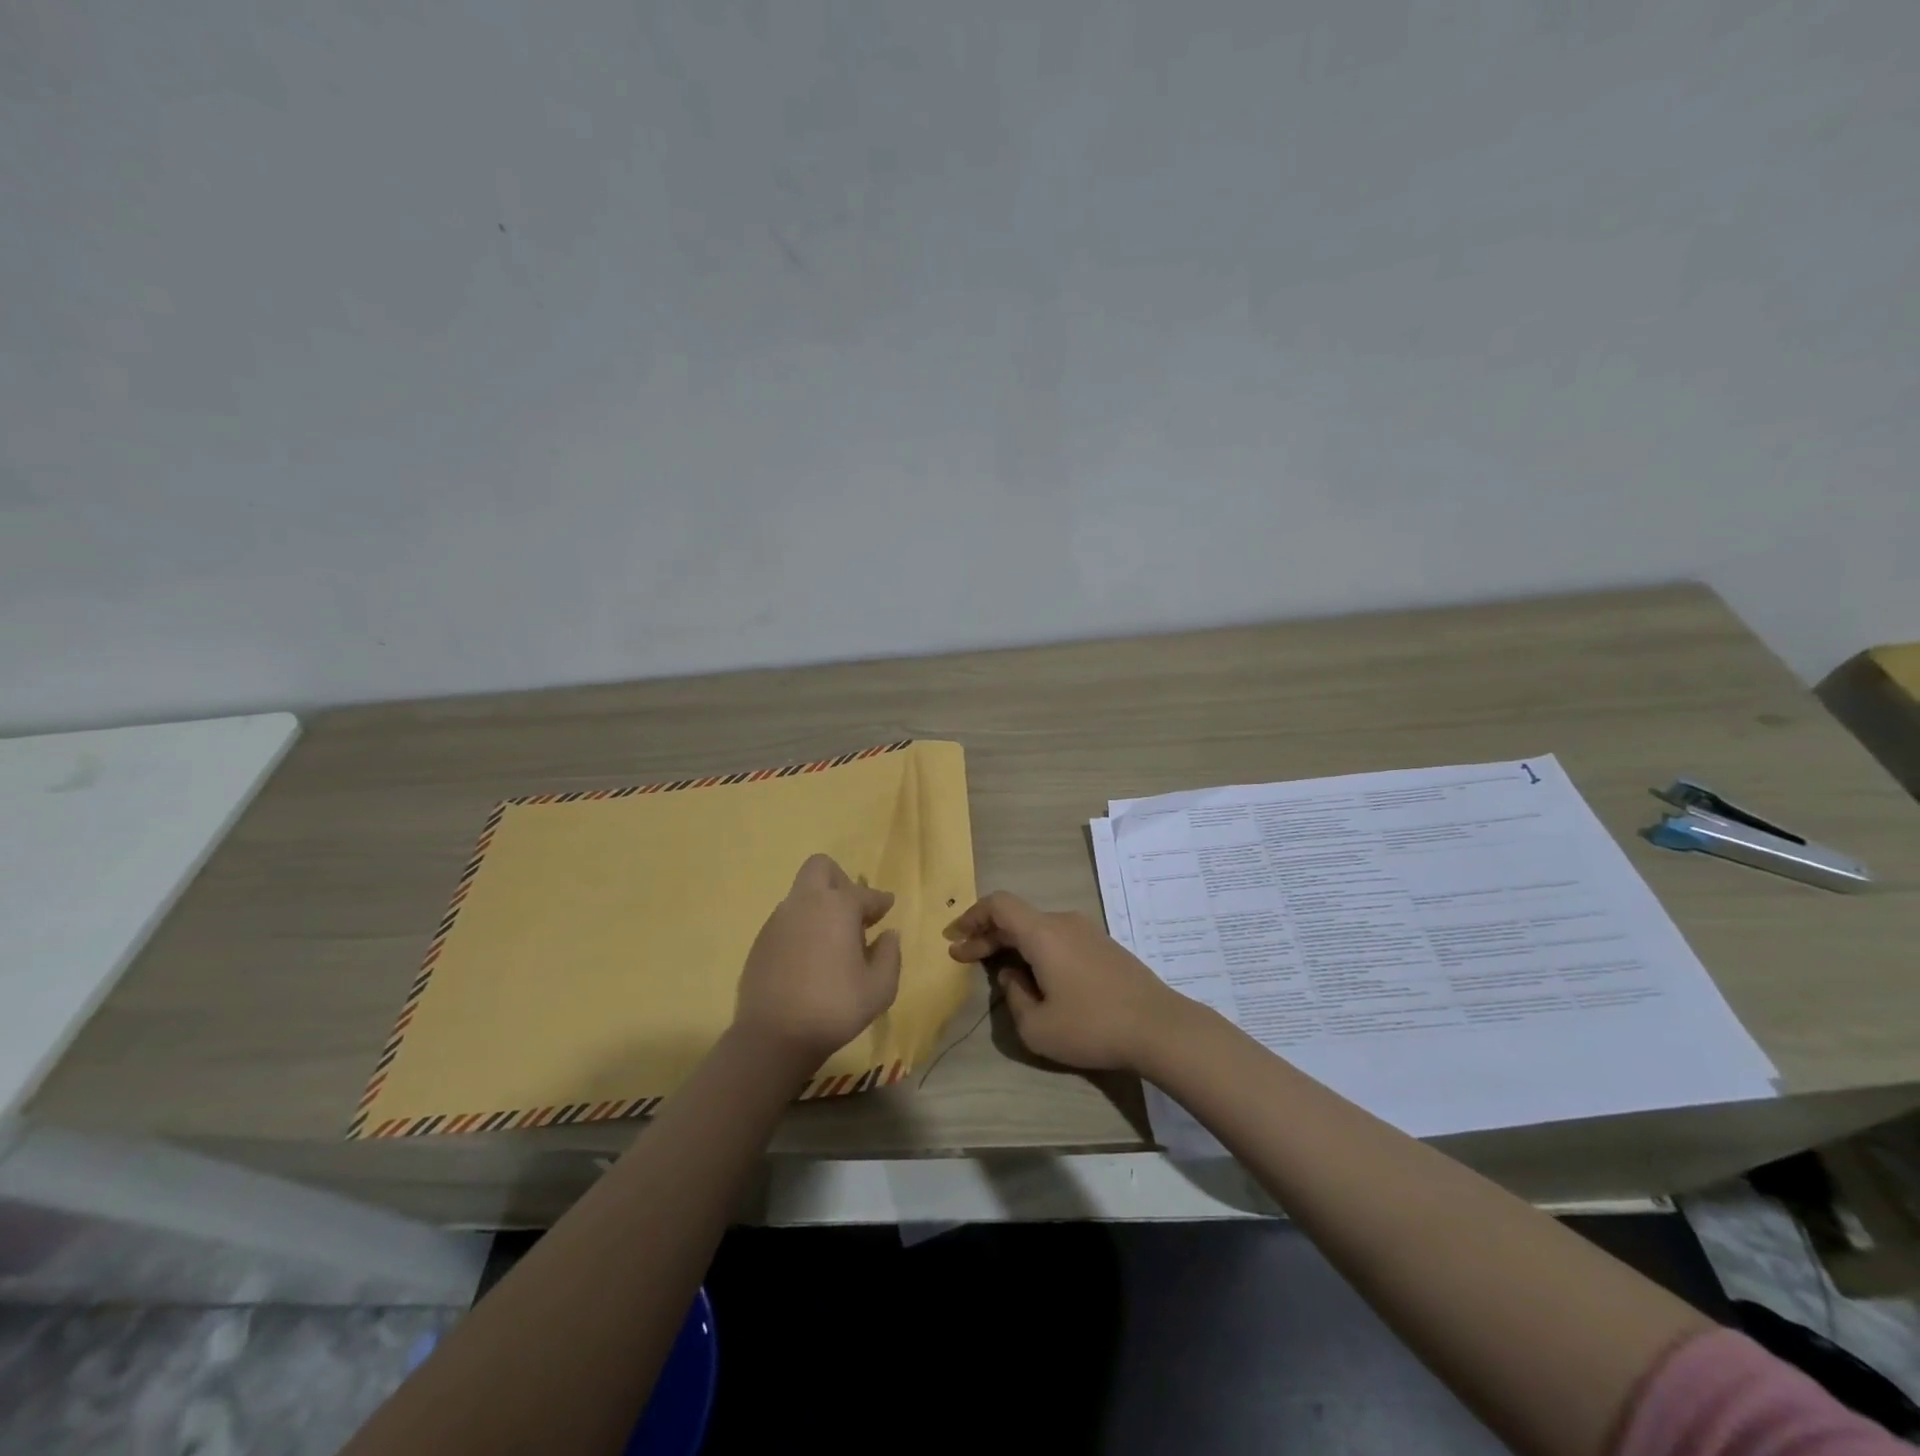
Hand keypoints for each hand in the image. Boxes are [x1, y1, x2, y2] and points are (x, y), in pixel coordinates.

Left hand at [733, 854, 902, 1070]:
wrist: (773, 1037)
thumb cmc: (834, 1008)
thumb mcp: (879, 989)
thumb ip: (890, 956)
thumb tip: (888, 935)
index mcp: (838, 907)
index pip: (865, 893)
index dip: (879, 901)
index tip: (887, 908)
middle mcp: (806, 903)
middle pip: (821, 868)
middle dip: (840, 881)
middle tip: (853, 912)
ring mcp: (778, 920)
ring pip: (801, 895)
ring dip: (819, 906)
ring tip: (833, 941)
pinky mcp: (760, 941)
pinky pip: (787, 920)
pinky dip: (802, 928)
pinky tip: (809, 959)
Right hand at [946, 891, 1186, 1072]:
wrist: (1160, 1027)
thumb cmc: (1092, 1025)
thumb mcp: (1037, 1027)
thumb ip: (1014, 997)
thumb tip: (1013, 975)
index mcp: (1043, 933)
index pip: (998, 904)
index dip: (971, 916)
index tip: (954, 938)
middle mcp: (1063, 922)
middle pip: (1016, 916)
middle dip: (986, 935)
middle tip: (963, 957)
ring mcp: (1087, 931)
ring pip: (1037, 927)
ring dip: (1012, 943)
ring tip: (997, 969)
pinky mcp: (1104, 946)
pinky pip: (1058, 937)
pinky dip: (1036, 949)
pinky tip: (1035, 975)